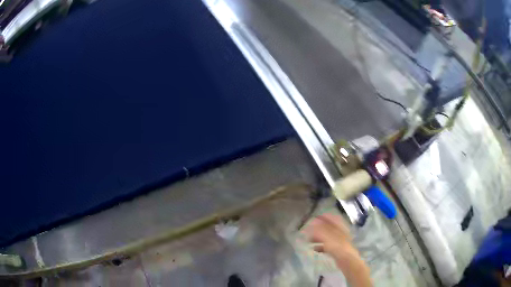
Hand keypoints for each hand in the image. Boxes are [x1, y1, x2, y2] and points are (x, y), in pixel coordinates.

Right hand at [303, 214, 371, 286]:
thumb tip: (312, 222)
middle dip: (318, 228)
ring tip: (309, 240)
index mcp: (339, 227)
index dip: (324, 217)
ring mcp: (339, 241)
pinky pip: (327, 246)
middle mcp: (340, 232)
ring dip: (318, 237)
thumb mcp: (327, 236)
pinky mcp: (337, 250)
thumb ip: (319, 229)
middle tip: (309, 230)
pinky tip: (315, 249)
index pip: (332, 218)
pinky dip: (321, 246)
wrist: (347, 260)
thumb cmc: (338, 246)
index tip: (315, 218)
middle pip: (328, 227)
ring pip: (327, 237)